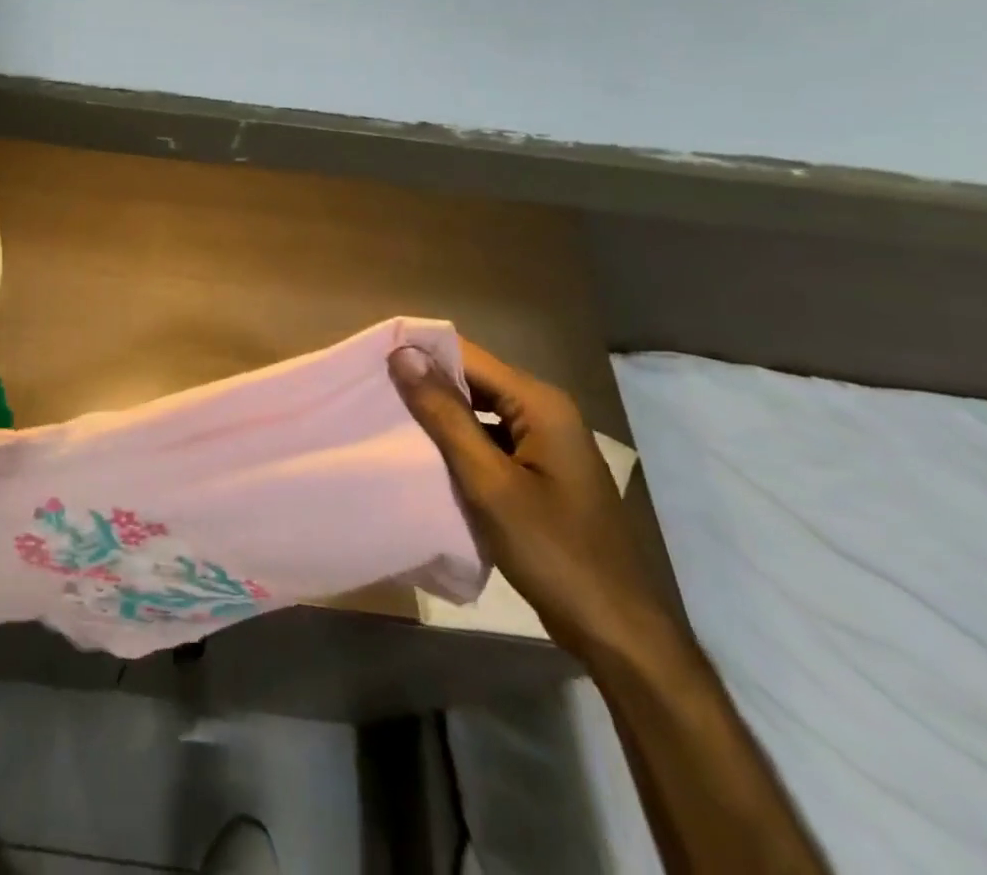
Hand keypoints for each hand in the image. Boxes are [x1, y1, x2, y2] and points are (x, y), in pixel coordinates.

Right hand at [390, 342, 679, 664]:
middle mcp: (545, 411)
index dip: (419, 354)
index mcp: (539, 403)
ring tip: (385, 417)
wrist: (616, 632)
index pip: (467, 356)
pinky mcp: (539, 471)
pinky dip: (457, 442)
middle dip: (425, 383)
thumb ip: (445, 415)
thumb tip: (403, 354)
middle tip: (370, 390)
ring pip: (479, 410)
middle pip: (474, 380)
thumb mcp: (488, 482)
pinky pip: (489, 439)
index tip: (370, 360)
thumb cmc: (553, 552)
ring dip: (438, 414)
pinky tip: (424, 455)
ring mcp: (545, 443)